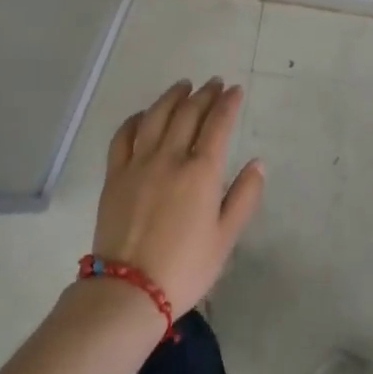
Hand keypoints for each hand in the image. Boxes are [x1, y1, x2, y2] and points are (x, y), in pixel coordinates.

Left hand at [91, 78, 263, 315]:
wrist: (130, 290)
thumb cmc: (186, 268)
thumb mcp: (226, 237)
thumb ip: (244, 196)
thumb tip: (258, 163)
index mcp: (201, 172)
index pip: (218, 124)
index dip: (228, 103)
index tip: (235, 90)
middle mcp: (170, 157)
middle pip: (188, 113)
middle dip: (204, 94)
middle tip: (214, 83)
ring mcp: (138, 164)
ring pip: (156, 116)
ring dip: (172, 97)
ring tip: (183, 86)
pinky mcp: (115, 175)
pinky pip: (124, 136)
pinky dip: (136, 119)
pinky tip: (144, 115)